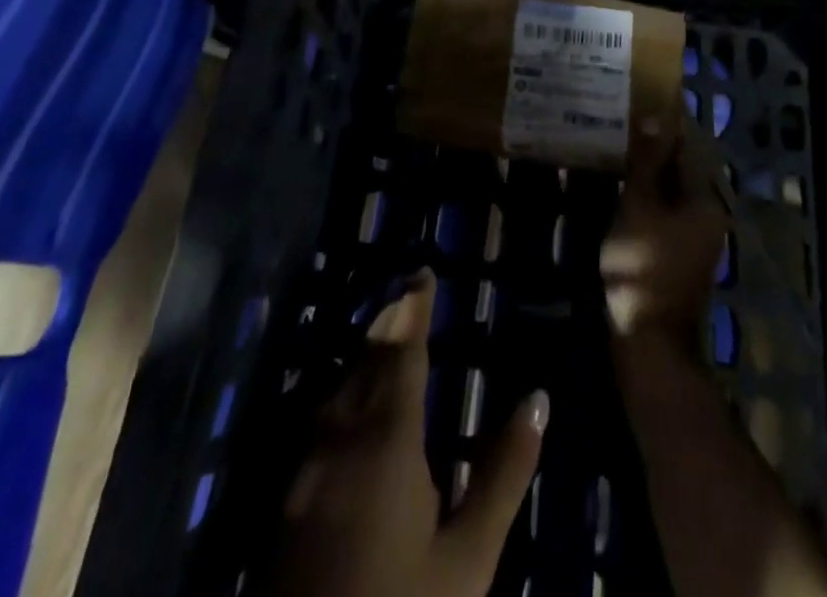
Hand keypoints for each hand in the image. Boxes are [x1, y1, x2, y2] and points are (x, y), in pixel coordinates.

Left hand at [270, 269, 549, 596]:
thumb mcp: (468, 557)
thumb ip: (504, 472)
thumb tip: (539, 397)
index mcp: (388, 439)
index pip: (404, 352)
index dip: (415, 309)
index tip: (422, 270)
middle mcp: (342, 438)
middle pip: (366, 362)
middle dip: (388, 324)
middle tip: (407, 296)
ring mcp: (307, 470)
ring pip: (337, 390)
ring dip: (364, 355)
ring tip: (385, 338)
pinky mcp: (287, 503)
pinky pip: (320, 421)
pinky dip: (342, 393)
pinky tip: (349, 407)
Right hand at [600, 116, 729, 364]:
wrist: (650, 344)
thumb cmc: (643, 268)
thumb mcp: (640, 207)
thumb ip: (647, 162)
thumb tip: (654, 117)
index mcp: (705, 199)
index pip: (688, 145)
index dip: (665, 123)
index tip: (639, 101)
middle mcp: (708, 213)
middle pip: (682, 168)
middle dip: (655, 146)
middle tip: (623, 122)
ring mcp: (696, 236)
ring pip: (672, 190)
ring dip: (650, 169)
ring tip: (618, 147)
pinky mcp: (680, 253)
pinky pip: (666, 210)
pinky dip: (648, 194)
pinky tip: (622, 186)